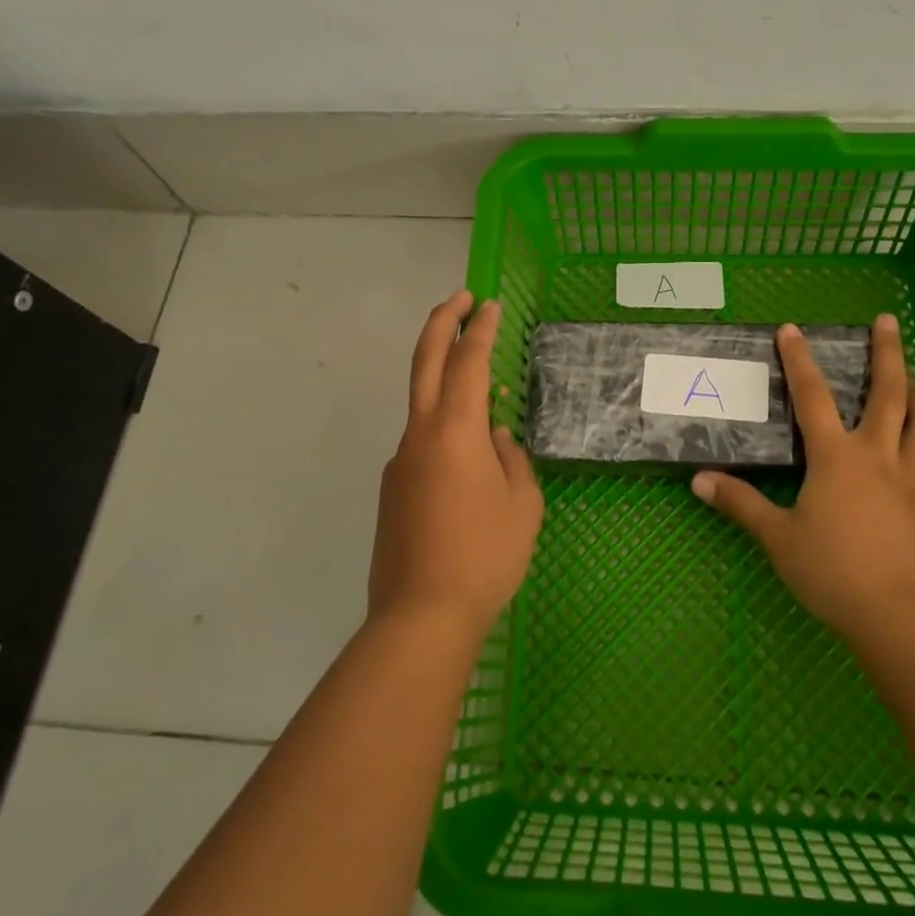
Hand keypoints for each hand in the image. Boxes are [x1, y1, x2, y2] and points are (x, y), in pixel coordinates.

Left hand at [371, 290, 543, 639]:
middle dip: (442, 322)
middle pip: (425, 362)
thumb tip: (495, 437)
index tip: (489, 304)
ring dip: (445, 378)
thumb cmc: (485, 556)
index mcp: (456, 431)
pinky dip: (444, 428)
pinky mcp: (392, 489)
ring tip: (484, 391)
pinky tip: (468, 461)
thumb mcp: (522, 505)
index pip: (468, 362)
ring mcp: (400, 462)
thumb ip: (511, 459)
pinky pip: (422, 443)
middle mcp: (420, 435)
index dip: (480, 328)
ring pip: (422, 404)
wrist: (420, 617)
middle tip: (461, 298)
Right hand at [691, 315, 914, 641]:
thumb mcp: (778, 538)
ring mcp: (910, 478)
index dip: (799, 360)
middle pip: (889, 392)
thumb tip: (699, 481)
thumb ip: (741, 504)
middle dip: (888, 352)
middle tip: (889, 320)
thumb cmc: (832, 571)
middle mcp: (877, 455)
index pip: (813, 396)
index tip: (792, 328)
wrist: (898, 615)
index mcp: (836, 457)